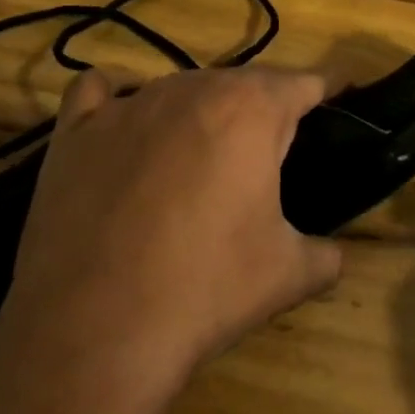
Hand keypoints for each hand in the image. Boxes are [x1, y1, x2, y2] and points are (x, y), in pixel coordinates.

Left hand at [0, 67, 343, 413]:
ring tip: (201, 159)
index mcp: (252, 110)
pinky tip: (125, 130)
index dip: (329, 90)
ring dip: (201, 111)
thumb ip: (327, 253)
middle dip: (263, 109)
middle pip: (243, 81)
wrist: (94, 333)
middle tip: (272, 155)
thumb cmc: (206, 290)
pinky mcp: (74, 132)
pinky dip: (118, 101)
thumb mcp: (290, 275)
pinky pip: (100, 91)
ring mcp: (126, 105)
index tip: (341, 100)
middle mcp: (191, 89)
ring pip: (180, 86)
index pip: (305, 81)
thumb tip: (334, 255)